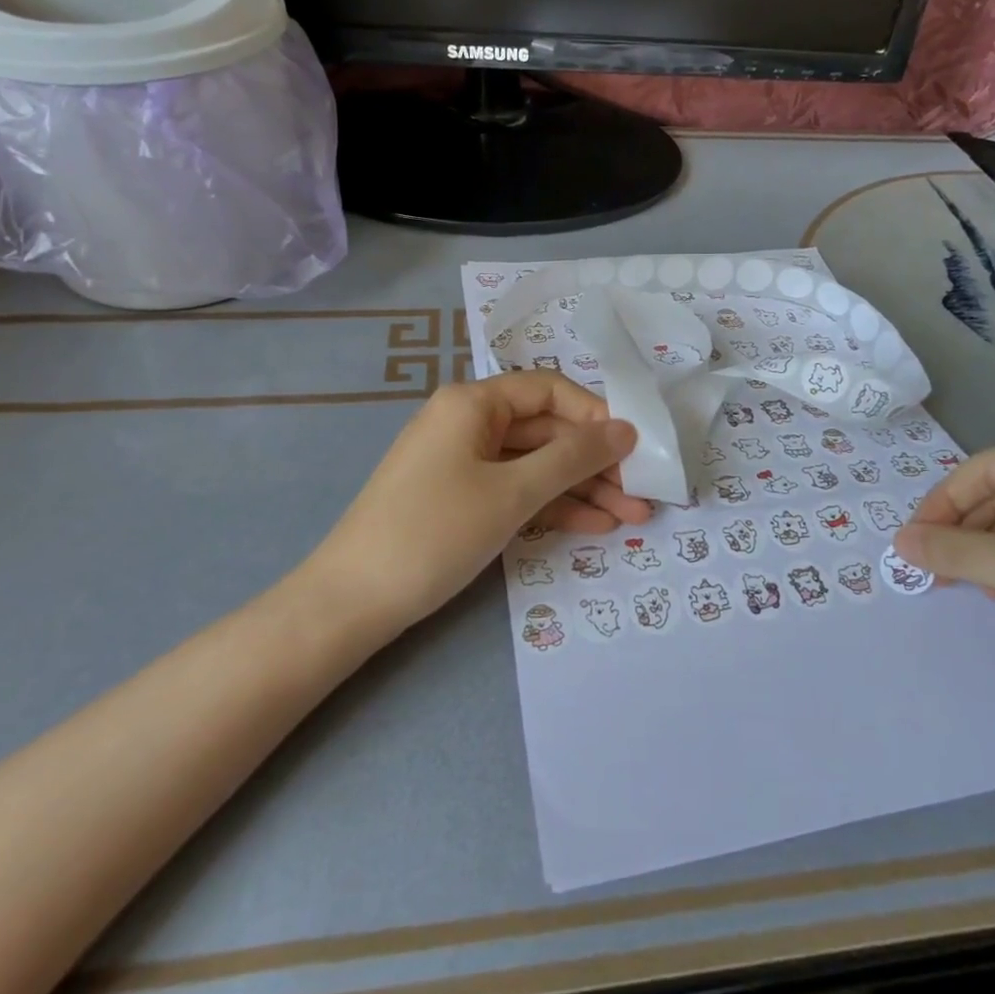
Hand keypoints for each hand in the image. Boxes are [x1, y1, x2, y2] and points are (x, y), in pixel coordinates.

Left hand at [310, 372, 644, 632]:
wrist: (351, 602)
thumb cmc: (435, 532)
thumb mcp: (512, 493)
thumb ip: (574, 458)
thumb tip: (626, 429)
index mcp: (473, 403)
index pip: (550, 391)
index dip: (596, 416)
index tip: (635, 450)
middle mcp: (468, 423)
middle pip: (546, 431)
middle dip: (596, 463)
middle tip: (643, 494)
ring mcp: (463, 463)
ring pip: (536, 466)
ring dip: (583, 489)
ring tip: (633, 518)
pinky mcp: (461, 499)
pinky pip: (516, 491)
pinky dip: (552, 506)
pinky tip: (594, 526)